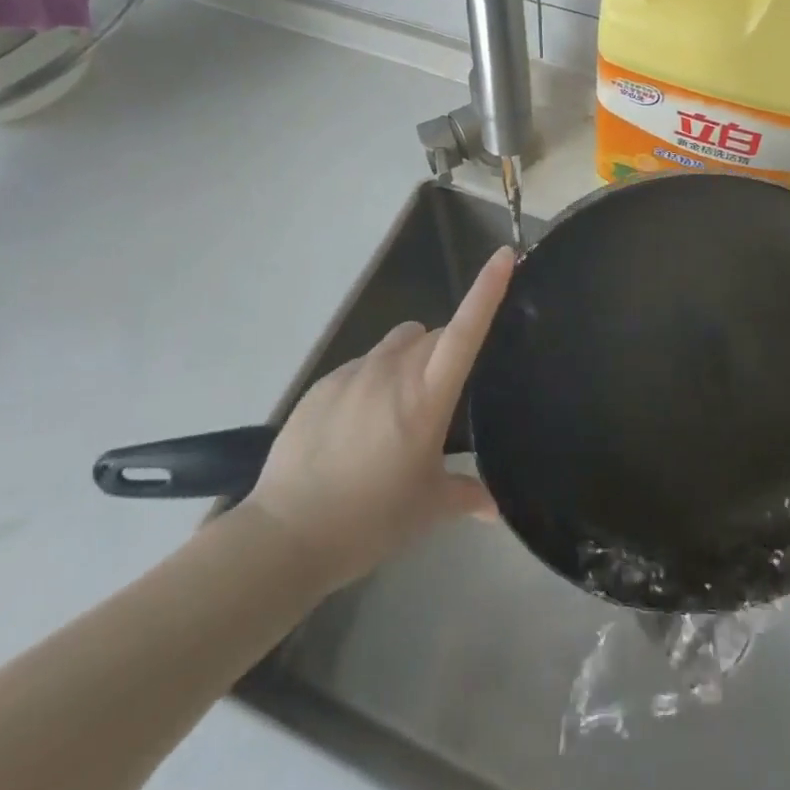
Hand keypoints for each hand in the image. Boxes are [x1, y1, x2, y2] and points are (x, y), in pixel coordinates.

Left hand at [239, 247, 513, 590]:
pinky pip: (363, 366)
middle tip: (446, 398)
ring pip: (398, 345)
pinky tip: (359, 427)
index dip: (487, 290)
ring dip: (410, 362)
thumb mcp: (427, 509)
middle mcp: (392, 371)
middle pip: (433, 335)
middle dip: (447, 351)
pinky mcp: (323, 383)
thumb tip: (497, 510)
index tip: (504, 256)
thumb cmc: (369, 519)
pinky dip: (374, 381)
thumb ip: (467, 496)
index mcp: (426, 396)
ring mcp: (354, 372)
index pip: (465, 331)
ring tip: (399, 412)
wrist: (285, 533)